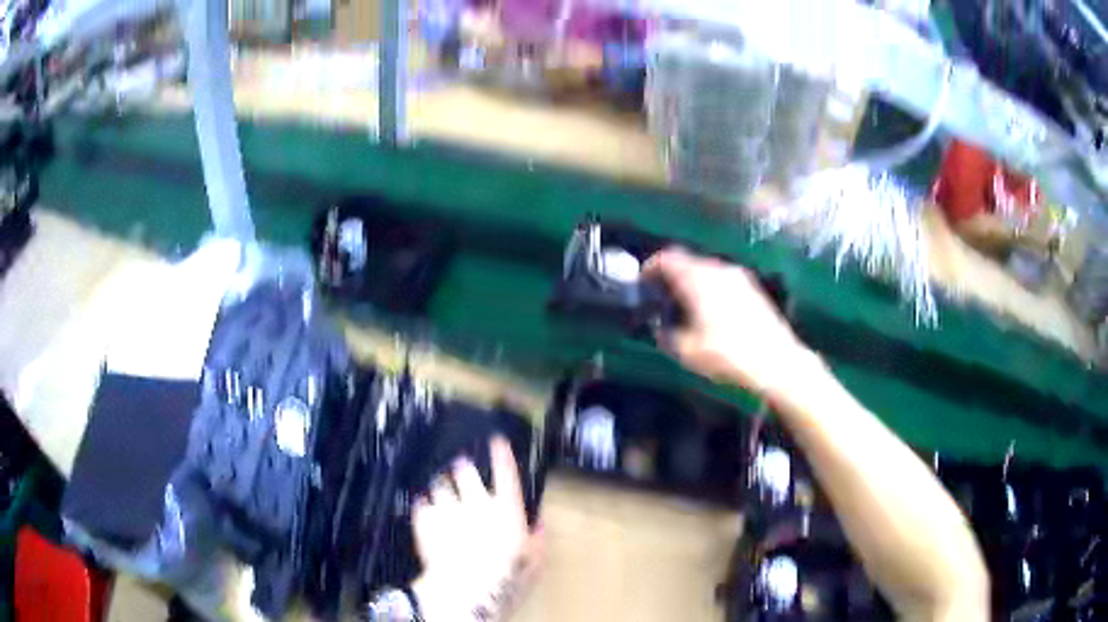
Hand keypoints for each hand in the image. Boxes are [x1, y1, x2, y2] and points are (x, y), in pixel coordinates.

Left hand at [411, 438, 543, 620]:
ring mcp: (448, 509)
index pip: (506, 472)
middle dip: (462, 468)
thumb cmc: (506, 578)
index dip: (501, 453)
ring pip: (439, 484)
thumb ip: (538, 538)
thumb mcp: (534, 561)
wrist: (465, 591)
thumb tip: (539, 525)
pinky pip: (421, 504)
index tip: (496, 441)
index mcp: (507, 509)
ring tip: (441, 492)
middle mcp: (476, 502)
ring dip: (441, 488)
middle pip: (465, 470)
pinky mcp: (425, 521)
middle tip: (461, 470)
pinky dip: (423, 506)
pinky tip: (424, 511)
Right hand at [643, 248, 811, 398]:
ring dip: (692, 282)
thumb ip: (666, 335)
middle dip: (671, 276)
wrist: (777, 362)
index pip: (668, 259)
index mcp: (698, 279)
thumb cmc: (728, 355)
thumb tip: (659, 326)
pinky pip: (722, 280)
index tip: (642, 281)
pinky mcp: (752, 289)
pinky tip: (710, 312)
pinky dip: (710, 289)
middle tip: (661, 296)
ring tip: (684, 306)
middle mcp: (718, 270)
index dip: (650, 267)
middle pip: (687, 262)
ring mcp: (738, 277)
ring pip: (706, 271)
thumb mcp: (687, 352)